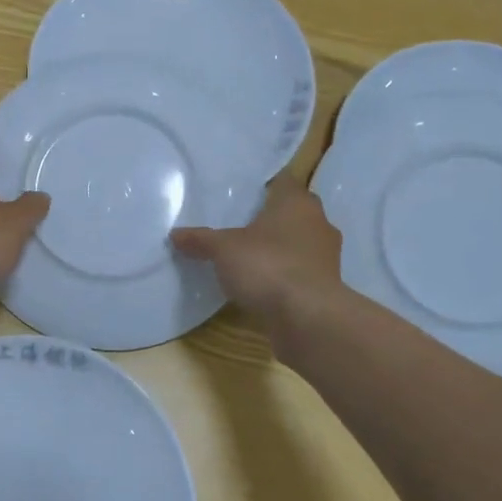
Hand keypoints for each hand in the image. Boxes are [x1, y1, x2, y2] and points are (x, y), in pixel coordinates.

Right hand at [171, 175, 342, 336]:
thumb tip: (175, 234)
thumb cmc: (268, 266)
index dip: (265, 186)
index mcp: (297, 202)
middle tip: (241, 225)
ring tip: (250, 257)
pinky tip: (264, 285)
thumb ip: (200, 240)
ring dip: (280, 248)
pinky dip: (286, 274)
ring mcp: (327, 255)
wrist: (308, 318)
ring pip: (300, 242)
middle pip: (293, 212)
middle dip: (271, 218)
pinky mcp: (327, 285)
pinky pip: (302, 271)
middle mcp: (318, 222)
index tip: (244, 195)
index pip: (284, 182)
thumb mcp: (223, 250)